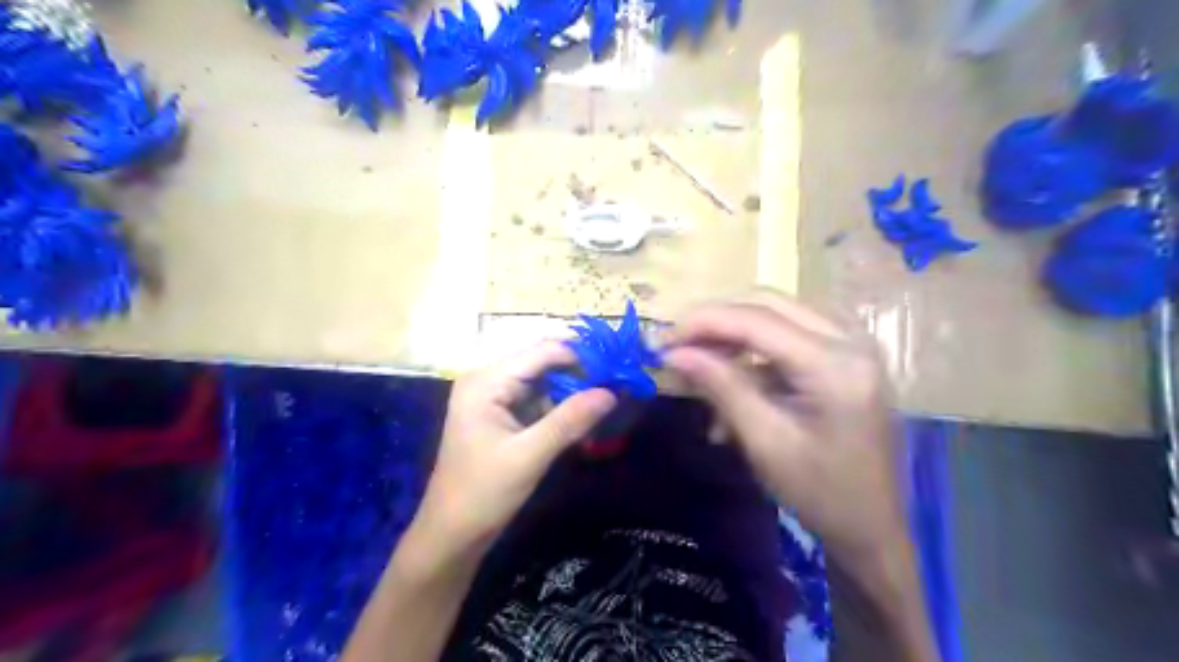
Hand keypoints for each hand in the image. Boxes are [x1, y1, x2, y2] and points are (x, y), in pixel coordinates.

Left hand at [413, 341, 618, 558]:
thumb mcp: (530, 455)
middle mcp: (489, 379)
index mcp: (486, 381)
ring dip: (573, 390)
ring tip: (608, 398)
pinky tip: (585, 417)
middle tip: (618, 383)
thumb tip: (612, 392)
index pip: (542, 351)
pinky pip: (538, 400)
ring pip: (544, 381)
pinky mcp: (502, 415)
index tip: (617, 369)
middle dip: (580, 372)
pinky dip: (561, 406)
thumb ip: (570, 420)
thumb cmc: (483, 493)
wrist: (452, 534)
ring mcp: (494, 397)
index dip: (581, 356)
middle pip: (543, 362)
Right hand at [668, 293, 903, 566]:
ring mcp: (853, 345)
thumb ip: (721, 387)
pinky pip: (789, 338)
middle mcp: (851, 340)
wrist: (874, 529)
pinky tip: (733, 390)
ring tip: (700, 374)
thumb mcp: (765, 442)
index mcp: (835, 365)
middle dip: (716, 323)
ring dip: (733, 339)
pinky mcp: (846, 357)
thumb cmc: (822, 495)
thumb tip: (675, 354)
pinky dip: (754, 356)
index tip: (661, 341)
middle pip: (768, 304)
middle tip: (677, 348)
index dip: (703, 323)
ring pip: (777, 316)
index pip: (757, 320)